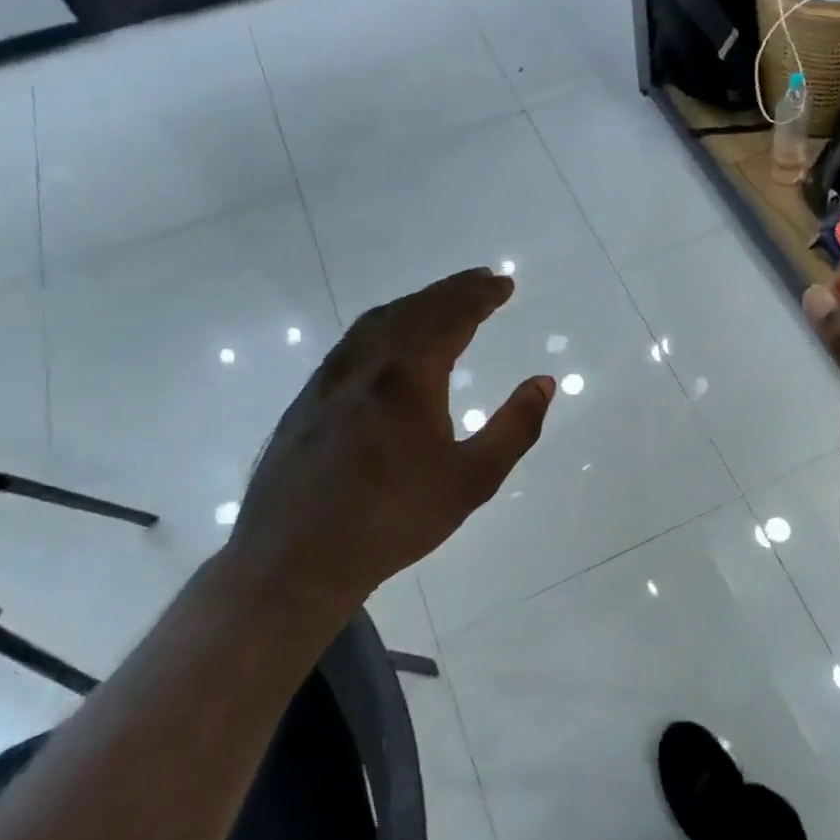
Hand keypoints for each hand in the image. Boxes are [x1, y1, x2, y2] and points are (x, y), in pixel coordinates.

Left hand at [225, 268, 553, 618]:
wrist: (296, 560)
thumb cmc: (394, 520)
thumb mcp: (473, 480)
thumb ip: (515, 427)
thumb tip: (543, 382)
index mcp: (408, 376)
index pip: (451, 317)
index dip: (480, 296)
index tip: (504, 283)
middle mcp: (366, 363)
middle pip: (414, 310)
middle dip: (452, 290)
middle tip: (481, 280)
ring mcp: (330, 379)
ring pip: (377, 321)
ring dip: (415, 303)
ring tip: (441, 301)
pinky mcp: (307, 399)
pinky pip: (353, 341)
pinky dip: (384, 324)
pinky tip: (388, 342)